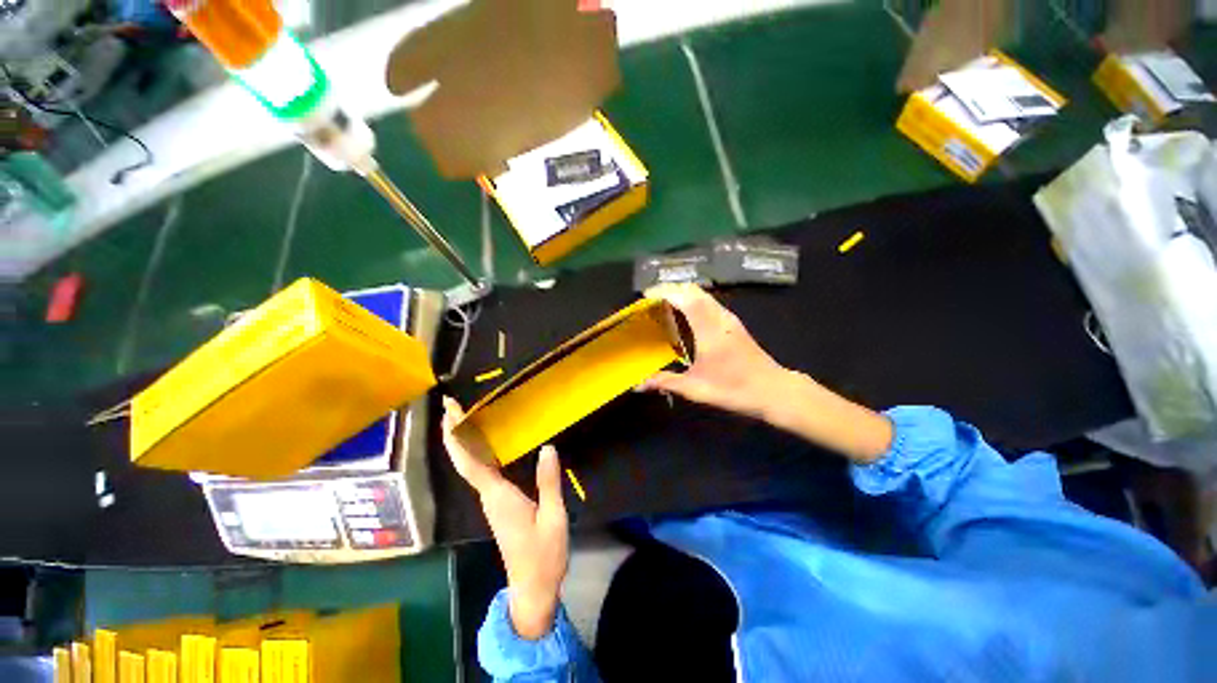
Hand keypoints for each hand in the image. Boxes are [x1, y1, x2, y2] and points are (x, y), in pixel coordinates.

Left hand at [442, 397, 568, 639]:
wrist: (533, 588)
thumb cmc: (544, 554)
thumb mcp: (553, 517)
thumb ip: (548, 483)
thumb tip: (547, 448)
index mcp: (499, 496)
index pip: (471, 462)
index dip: (457, 436)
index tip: (449, 412)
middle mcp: (489, 496)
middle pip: (464, 460)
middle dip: (454, 432)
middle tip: (450, 405)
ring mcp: (492, 501)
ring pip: (470, 466)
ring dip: (464, 440)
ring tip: (466, 415)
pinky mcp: (498, 504)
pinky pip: (481, 471)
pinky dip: (477, 453)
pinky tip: (487, 443)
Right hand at [641, 283, 787, 418]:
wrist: (774, 391)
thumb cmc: (734, 388)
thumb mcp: (696, 389)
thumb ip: (665, 382)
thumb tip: (638, 385)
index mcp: (709, 329)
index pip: (685, 298)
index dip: (665, 292)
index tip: (646, 295)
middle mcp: (719, 317)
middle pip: (694, 290)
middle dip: (671, 289)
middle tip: (651, 300)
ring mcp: (729, 319)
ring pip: (703, 295)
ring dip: (683, 294)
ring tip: (664, 305)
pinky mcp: (734, 324)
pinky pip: (709, 303)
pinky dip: (693, 301)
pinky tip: (685, 316)